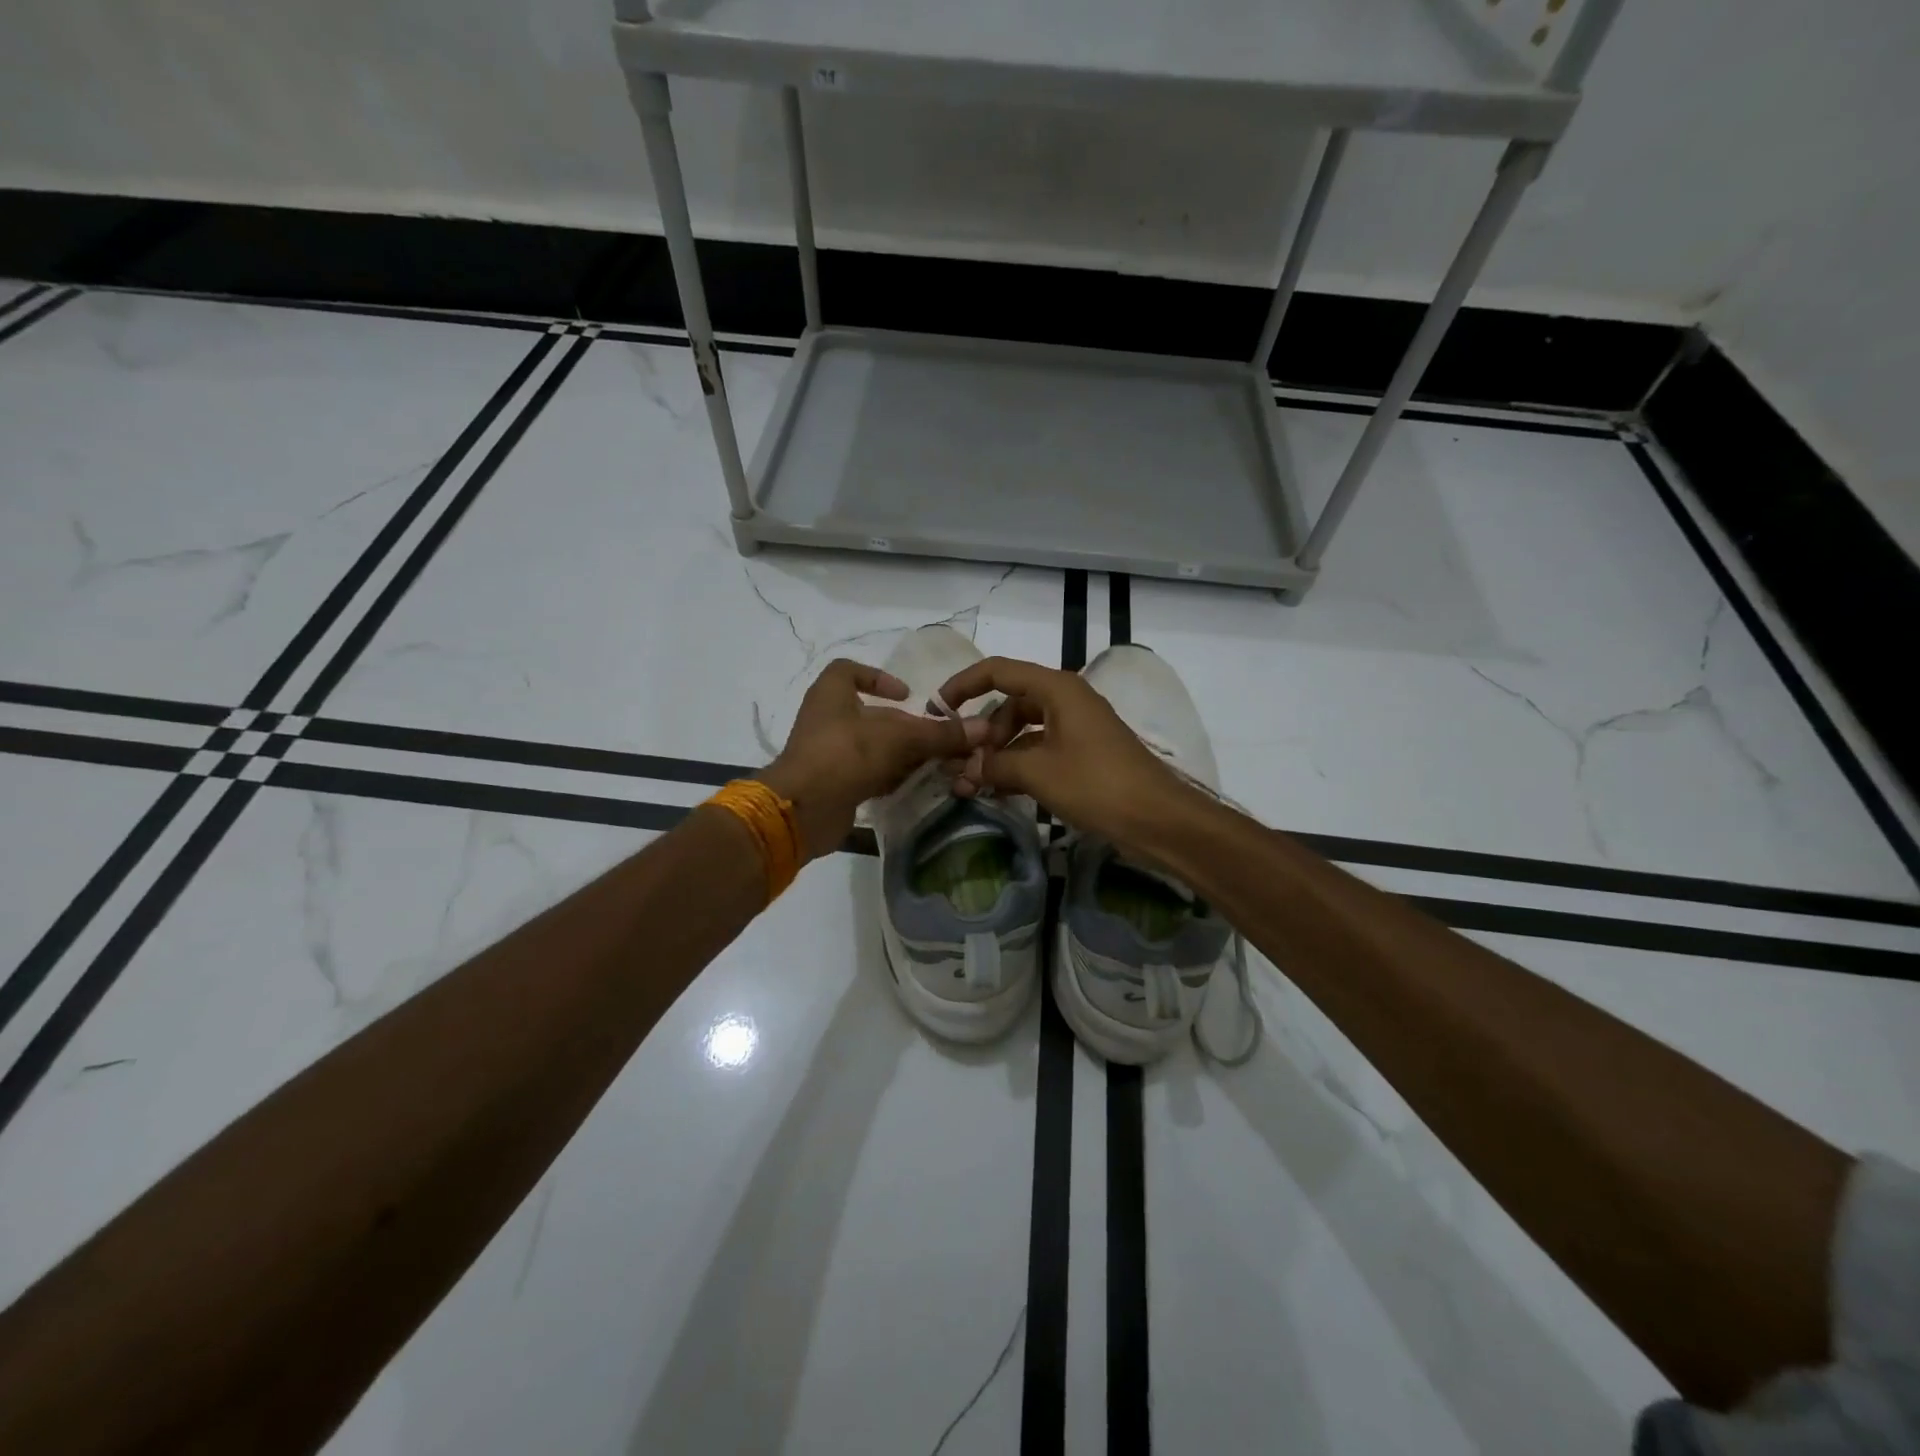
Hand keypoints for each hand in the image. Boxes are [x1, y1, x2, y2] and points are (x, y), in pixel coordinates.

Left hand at [758, 659, 985, 860]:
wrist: (802, 810)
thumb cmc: (845, 755)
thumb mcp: (898, 739)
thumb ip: (939, 734)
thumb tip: (983, 728)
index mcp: (831, 694)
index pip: (848, 671)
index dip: (878, 677)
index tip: (907, 694)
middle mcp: (827, 720)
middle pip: (872, 715)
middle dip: (906, 727)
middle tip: (938, 739)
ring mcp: (829, 754)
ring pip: (873, 748)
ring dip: (903, 755)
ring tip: (937, 764)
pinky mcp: (834, 784)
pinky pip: (868, 774)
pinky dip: (891, 777)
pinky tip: (917, 785)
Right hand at [935, 656, 1191, 848]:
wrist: (1158, 819)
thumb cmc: (1097, 785)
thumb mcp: (1037, 773)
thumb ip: (995, 765)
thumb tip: (966, 769)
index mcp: (1057, 689)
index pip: (998, 671)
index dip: (964, 685)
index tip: (938, 709)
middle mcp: (1066, 700)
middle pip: (1010, 703)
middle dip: (982, 732)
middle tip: (962, 765)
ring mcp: (1077, 727)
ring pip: (1024, 730)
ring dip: (999, 754)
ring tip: (975, 785)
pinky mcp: (1084, 753)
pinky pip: (1041, 749)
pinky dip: (1019, 765)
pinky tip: (1000, 791)